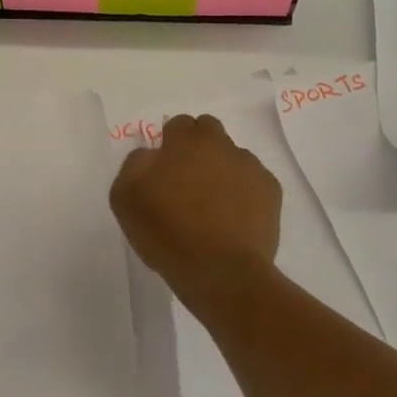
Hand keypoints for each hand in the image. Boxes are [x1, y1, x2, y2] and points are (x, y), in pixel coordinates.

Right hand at [110, 114, 281, 309]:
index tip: (163, 172)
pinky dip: (243, 195)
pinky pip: (252, 184)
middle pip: (208, 132)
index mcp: (186, 140)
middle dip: (197, 149)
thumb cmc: (167, 231)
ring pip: (232, 158)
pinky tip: (232, 221)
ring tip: (211, 209)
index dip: (169, 145)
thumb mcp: (125, 197)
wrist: (221, 271)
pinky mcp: (272, 193)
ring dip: (220, 172)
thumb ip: (135, 164)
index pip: (178, 125)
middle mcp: (222, 144)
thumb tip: (151, 155)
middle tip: (185, 185)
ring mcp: (251, 167)